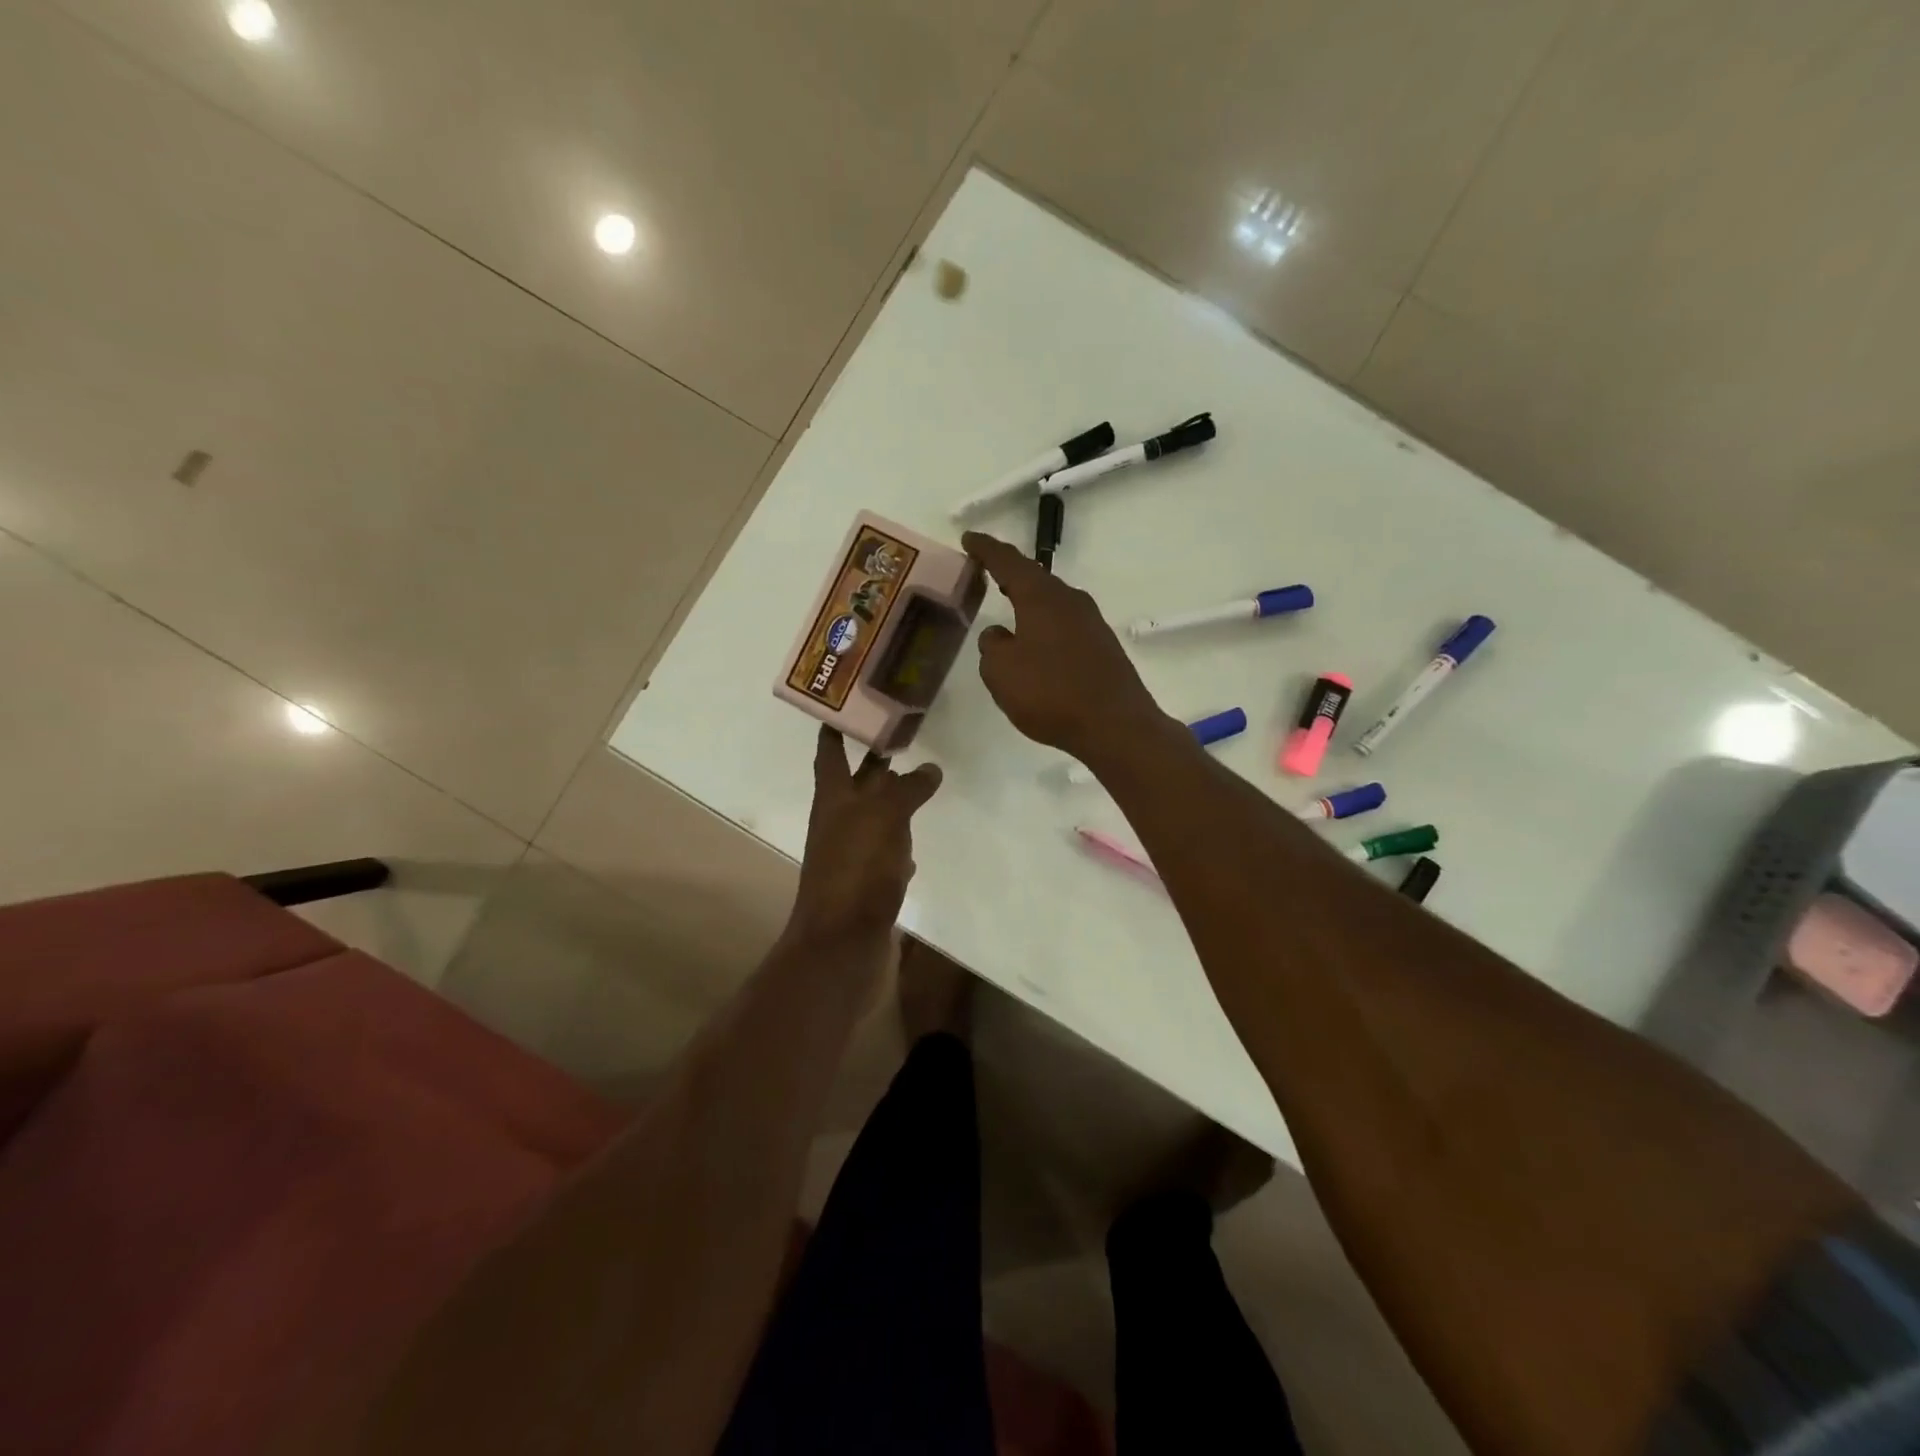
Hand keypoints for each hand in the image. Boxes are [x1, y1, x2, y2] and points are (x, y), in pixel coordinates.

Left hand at [786, 725, 942, 947]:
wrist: (842, 942)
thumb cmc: (856, 868)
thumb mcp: (885, 817)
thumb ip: (907, 789)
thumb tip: (929, 768)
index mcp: (832, 799)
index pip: (830, 752)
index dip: (835, 727)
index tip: (848, 702)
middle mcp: (837, 822)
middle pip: (856, 783)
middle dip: (875, 760)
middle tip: (903, 734)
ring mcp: (851, 854)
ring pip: (873, 817)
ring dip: (891, 800)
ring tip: (919, 782)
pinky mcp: (867, 883)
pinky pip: (883, 854)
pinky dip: (898, 844)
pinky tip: (915, 845)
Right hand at [961, 531, 1165, 760]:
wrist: (1115, 725)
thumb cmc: (1050, 694)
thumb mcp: (1001, 672)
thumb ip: (992, 646)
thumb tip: (1000, 634)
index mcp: (1041, 598)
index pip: (1008, 562)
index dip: (986, 550)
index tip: (969, 538)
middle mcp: (1070, 601)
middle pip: (1035, 579)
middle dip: (1010, 573)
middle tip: (988, 569)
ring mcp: (1092, 623)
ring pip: (1053, 602)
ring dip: (1030, 601)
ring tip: (1010, 605)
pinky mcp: (1103, 647)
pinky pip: (1065, 625)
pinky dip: (1046, 625)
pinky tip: (1039, 643)